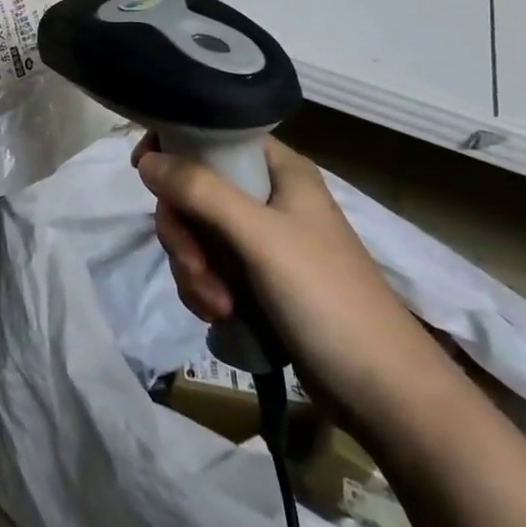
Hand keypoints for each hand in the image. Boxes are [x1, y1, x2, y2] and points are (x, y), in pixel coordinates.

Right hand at [134, 134, 449, 430]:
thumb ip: (201, 192)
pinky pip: (207, 267)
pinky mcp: (256, 279)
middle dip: (184, 233)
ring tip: (217, 304)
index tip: (143, 173)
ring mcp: (262, 240)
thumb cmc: (326, 297)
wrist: (381, 389)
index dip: (175, 148)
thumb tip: (146, 160)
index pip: (214, 137)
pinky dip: (204, 289)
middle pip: (194, 191)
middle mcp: (268, 197)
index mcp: (280, 171)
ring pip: (196, 233)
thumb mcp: (259, 237)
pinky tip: (219, 315)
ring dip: (193, 269)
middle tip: (194, 265)